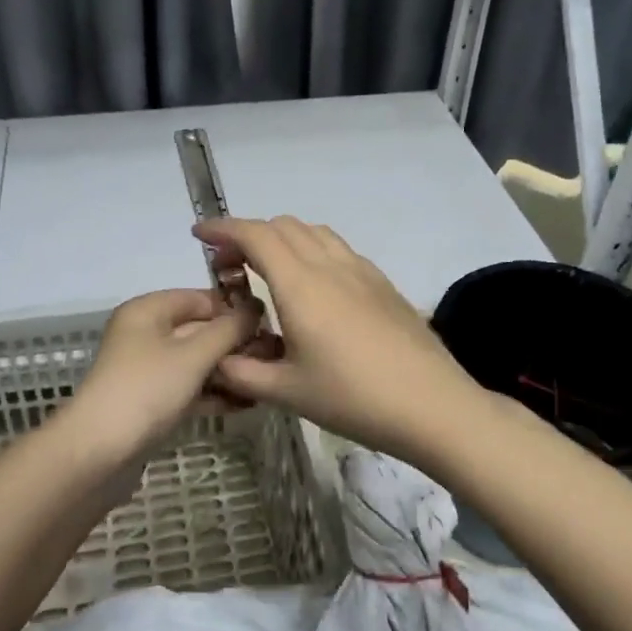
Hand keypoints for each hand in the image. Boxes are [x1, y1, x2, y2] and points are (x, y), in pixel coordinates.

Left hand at [62, 289, 260, 463]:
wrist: (98, 453)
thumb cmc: (147, 389)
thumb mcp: (193, 355)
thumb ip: (228, 329)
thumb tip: (256, 308)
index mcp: (148, 310)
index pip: (200, 297)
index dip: (234, 308)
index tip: (271, 324)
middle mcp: (145, 333)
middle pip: (199, 329)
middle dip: (235, 343)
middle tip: (274, 357)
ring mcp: (146, 369)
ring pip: (196, 361)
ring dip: (228, 370)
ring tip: (266, 381)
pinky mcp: (150, 401)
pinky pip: (189, 387)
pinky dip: (213, 392)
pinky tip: (246, 403)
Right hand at [193, 216, 485, 461]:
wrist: (432, 405)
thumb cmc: (354, 398)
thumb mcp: (287, 392)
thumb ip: (241, 373)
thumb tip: (215, 360)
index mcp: (300, 284)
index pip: (255, 235)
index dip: (222, 228)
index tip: (198, 234)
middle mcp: (329, 265)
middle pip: (282, 225)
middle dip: (248, 234)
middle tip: (228, 264)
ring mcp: (360, 270)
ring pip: (313, 232)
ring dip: (282, 238)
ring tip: (267, 270)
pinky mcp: (382, 283)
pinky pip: (337, 248)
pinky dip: (311, 250)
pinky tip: (311, 287)